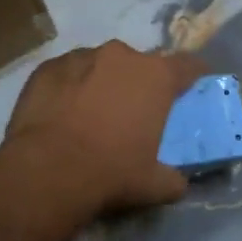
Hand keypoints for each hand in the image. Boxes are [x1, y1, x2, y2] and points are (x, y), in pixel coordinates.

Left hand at [2, 40, 205, 219]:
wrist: (47, 169)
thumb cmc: (111, 172)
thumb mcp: (153, 184)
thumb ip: (173, 178)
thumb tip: (178, 182)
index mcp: (156, 76)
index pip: (188, 65)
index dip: (193, 75)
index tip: (192, 87)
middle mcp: (122, 56)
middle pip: (140, 64)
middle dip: (139, 83)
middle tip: (133, 112)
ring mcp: (82, 57)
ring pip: (101, 65)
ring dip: (103, 82)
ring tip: (92, 114)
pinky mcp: (49, 67)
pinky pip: (68, 73)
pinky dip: (71, 87)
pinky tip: (62, 113)